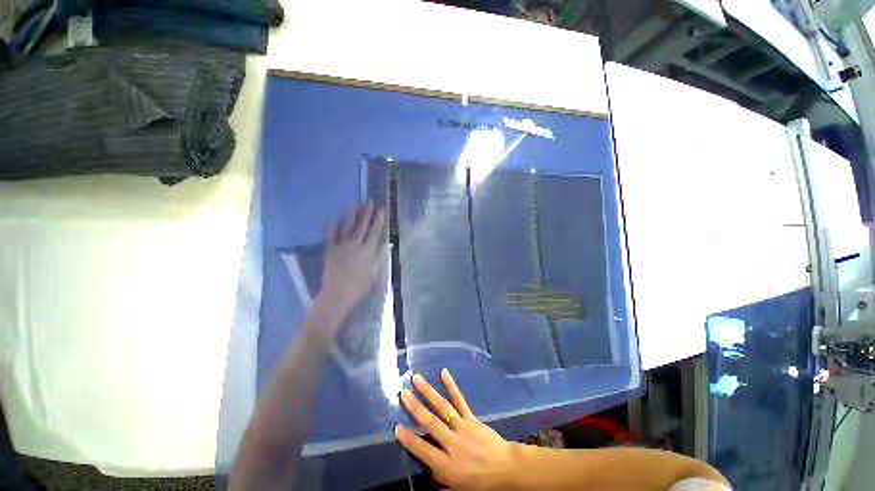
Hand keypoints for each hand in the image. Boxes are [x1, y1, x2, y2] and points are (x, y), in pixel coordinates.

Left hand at [317, 201, 385, 327]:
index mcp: (368, 250)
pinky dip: (333, 225)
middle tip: (369, 201)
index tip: (381, 209)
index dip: (378, 219)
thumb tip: (386, 244)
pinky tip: (334, 216)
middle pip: (362, 225)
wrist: (338, 294)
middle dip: (367, 212)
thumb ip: (381, 258)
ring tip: (355, 203)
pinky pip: (331, 234)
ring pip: (348, 226)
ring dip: (352, 214)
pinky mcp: (330, 249)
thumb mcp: (376, 274)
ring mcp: (341, 245)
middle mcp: (356, 244)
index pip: (375, 231)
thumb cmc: (360, 286)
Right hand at [396, 369, 516, 489]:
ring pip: (443, 407)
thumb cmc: (481, 482)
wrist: (506, 469)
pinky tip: (444, 373)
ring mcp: (463, 427)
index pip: (423, 450)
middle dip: (415, 407)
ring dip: (428, 391)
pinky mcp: (472, 418)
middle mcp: (452, 443)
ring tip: (416, 378)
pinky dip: (451, 386)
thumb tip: (427, 470)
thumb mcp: (458, 487)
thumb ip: (440, 478)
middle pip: (431, 423)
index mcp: (447, 465)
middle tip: (403, 393)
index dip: (409, 440)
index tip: (396, 427)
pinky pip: (460, 400)